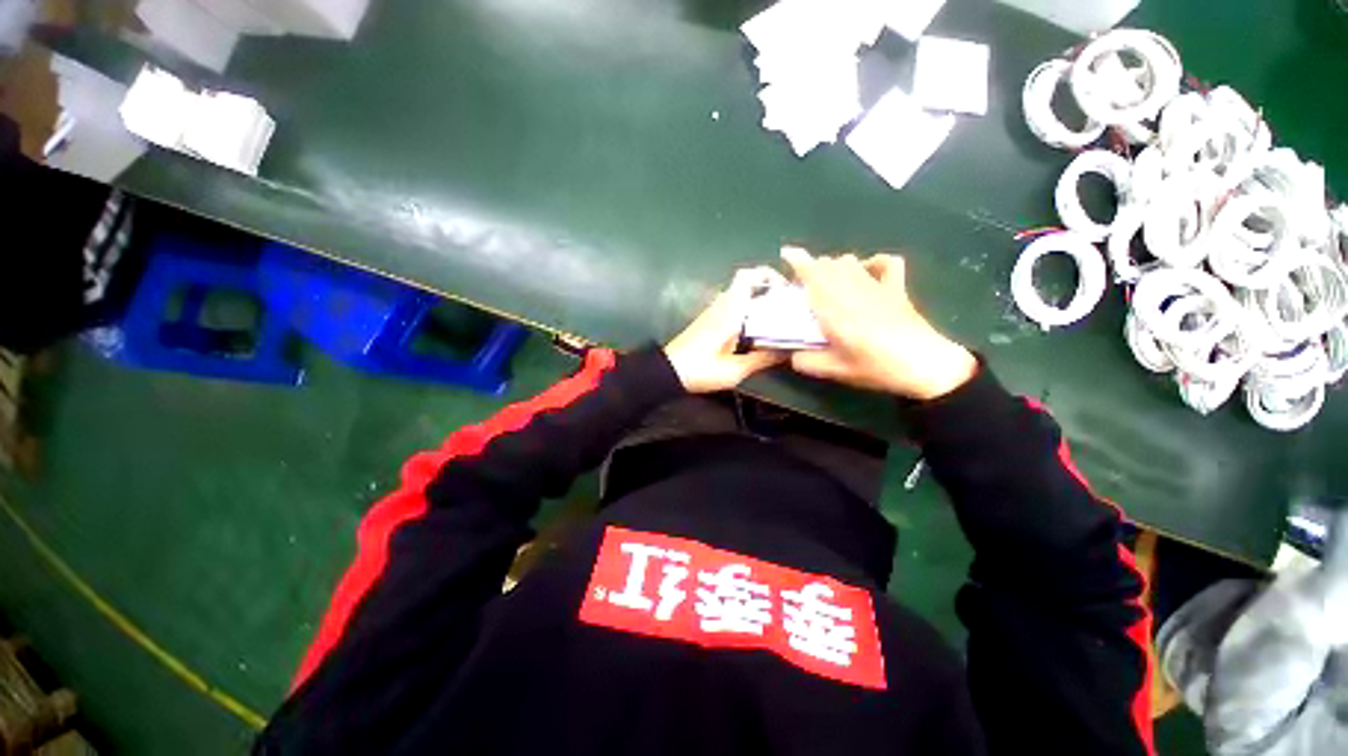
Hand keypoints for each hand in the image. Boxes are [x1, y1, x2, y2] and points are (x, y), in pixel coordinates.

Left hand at [664, 268, 787, 392]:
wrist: (668, 372)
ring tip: (780, 320)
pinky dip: (749, 312)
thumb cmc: (700, 370)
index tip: (787, 289)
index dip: (769, 275)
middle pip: (748, 284)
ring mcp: (714, 312)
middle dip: (770, 291)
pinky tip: (759, 332)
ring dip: (760, 302)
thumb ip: (761, 359)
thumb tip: (787, 352)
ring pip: (742, 296)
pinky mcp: (710, 321)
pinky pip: (734, 308)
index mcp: (729, 311)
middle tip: (789, 308)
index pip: (747, 276)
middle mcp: (721, 305)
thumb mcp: (734, 371)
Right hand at [780, 246, 976, 399]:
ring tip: (827, 282)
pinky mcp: (896, 289)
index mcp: (833, 307)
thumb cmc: (875, 367)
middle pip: (828, 264)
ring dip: (833, 266)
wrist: (925, 365)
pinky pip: (886, 264)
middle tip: (803, 287)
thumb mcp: (834, 370)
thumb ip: (806, 361)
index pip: (812, 273)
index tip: (786, 253)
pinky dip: (873, 262)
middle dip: (811, 269)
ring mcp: (877, 286)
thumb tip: (789, 355)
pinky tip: (867, 271)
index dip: (798, 260)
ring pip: (850, 261)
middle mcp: (852, 289)